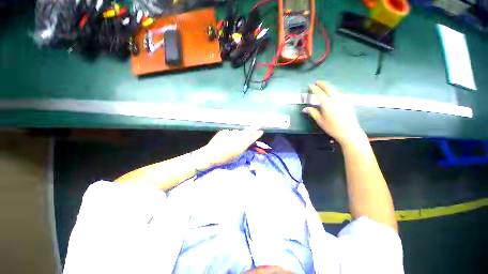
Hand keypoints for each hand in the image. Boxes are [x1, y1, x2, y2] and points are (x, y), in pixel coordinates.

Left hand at [194, 126, 263, 170]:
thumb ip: (242, 148)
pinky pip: (229, 132)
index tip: (261, 131)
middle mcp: (237, 138)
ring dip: (236, 135)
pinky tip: (224, 140)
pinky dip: (228, 135)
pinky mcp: (224, 131)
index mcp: (241, 145)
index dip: (257, 135)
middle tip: (259, 124)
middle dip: (254, 128)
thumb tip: (244, 142)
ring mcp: (230, 133)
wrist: (211, 154)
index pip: (252, 138)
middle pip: (247, 131)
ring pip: (236, 132)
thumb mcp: (236, 156)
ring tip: (230, 141)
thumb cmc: (224, 158)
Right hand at [303, 81, 364, 145]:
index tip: (310, 85)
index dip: (314, 88)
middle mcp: (336, 99)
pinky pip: (339, 93)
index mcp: (327, 104)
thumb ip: (312, 112)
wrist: (349, 132)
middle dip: (322, 84)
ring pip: (335, 89)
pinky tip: (332, 92)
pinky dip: (334, 90)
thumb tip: (304, 108)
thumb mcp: (320, 121)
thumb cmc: (332, 127)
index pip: (319, 93)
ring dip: (328, 86)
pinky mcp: (348, 101)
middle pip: (329, 88)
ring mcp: (343, 99)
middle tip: (317, 82)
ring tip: (324, 86)